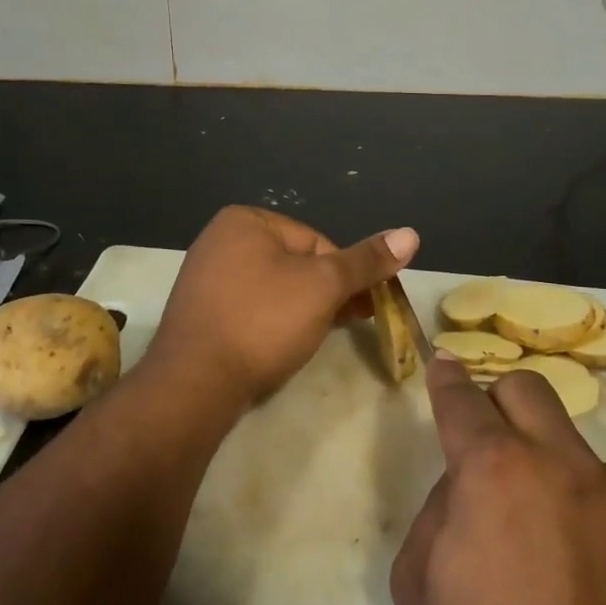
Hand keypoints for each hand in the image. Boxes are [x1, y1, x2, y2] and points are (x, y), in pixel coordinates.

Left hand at [149, 206, 418, 408]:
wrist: (194, 384)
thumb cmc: (263, 321)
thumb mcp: (324, 286)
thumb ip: (366, 261)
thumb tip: (411, 233)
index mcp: (245, 220)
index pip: (317, 242)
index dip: (343, 276)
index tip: (358, 308)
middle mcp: (219, 240)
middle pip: (296, 263)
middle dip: (323, 294)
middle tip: (343, 325)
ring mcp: (204, 278)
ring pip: (274, 289)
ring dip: (301, 311)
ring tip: (311, 340)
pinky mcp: (199, 314)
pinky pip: (250, 309)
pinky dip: (270, 324)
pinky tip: (278, 347)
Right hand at [391, 356, 605, 604]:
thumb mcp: (419, 584)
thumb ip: (437, 510)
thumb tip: (465, 484)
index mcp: (491, 468)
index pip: (462, 398)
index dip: (447, 377)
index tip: (444, 364)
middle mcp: (555, 459)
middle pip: (525, 387)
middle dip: (497, 398)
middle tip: (488, 441)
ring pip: (565, 438)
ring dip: (541, 460)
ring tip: (540, 531)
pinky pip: (599, 485)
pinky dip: (578, 501)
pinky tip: (579, 562)